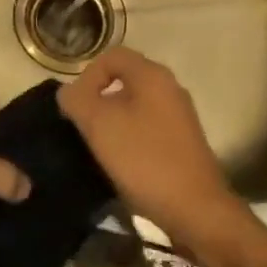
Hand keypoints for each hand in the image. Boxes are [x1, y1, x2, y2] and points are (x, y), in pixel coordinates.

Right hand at [58, 48, 266, 266]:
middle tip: (82, 127)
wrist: (196, 210)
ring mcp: (179, 116)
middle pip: (123, 80)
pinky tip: (121, 163)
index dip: (87, 75)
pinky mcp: (183, 142)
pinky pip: (147, 127)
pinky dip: (129, 138)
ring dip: (112, 122)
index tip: (76, 106)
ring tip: (98, 147)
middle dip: (98, 100)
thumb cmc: (144, 160)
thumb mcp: (99, 126)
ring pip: (135, 106)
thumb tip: (69, 93)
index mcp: (152, 75)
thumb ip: (77, 100)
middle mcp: (170, 88)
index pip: (111, 55)